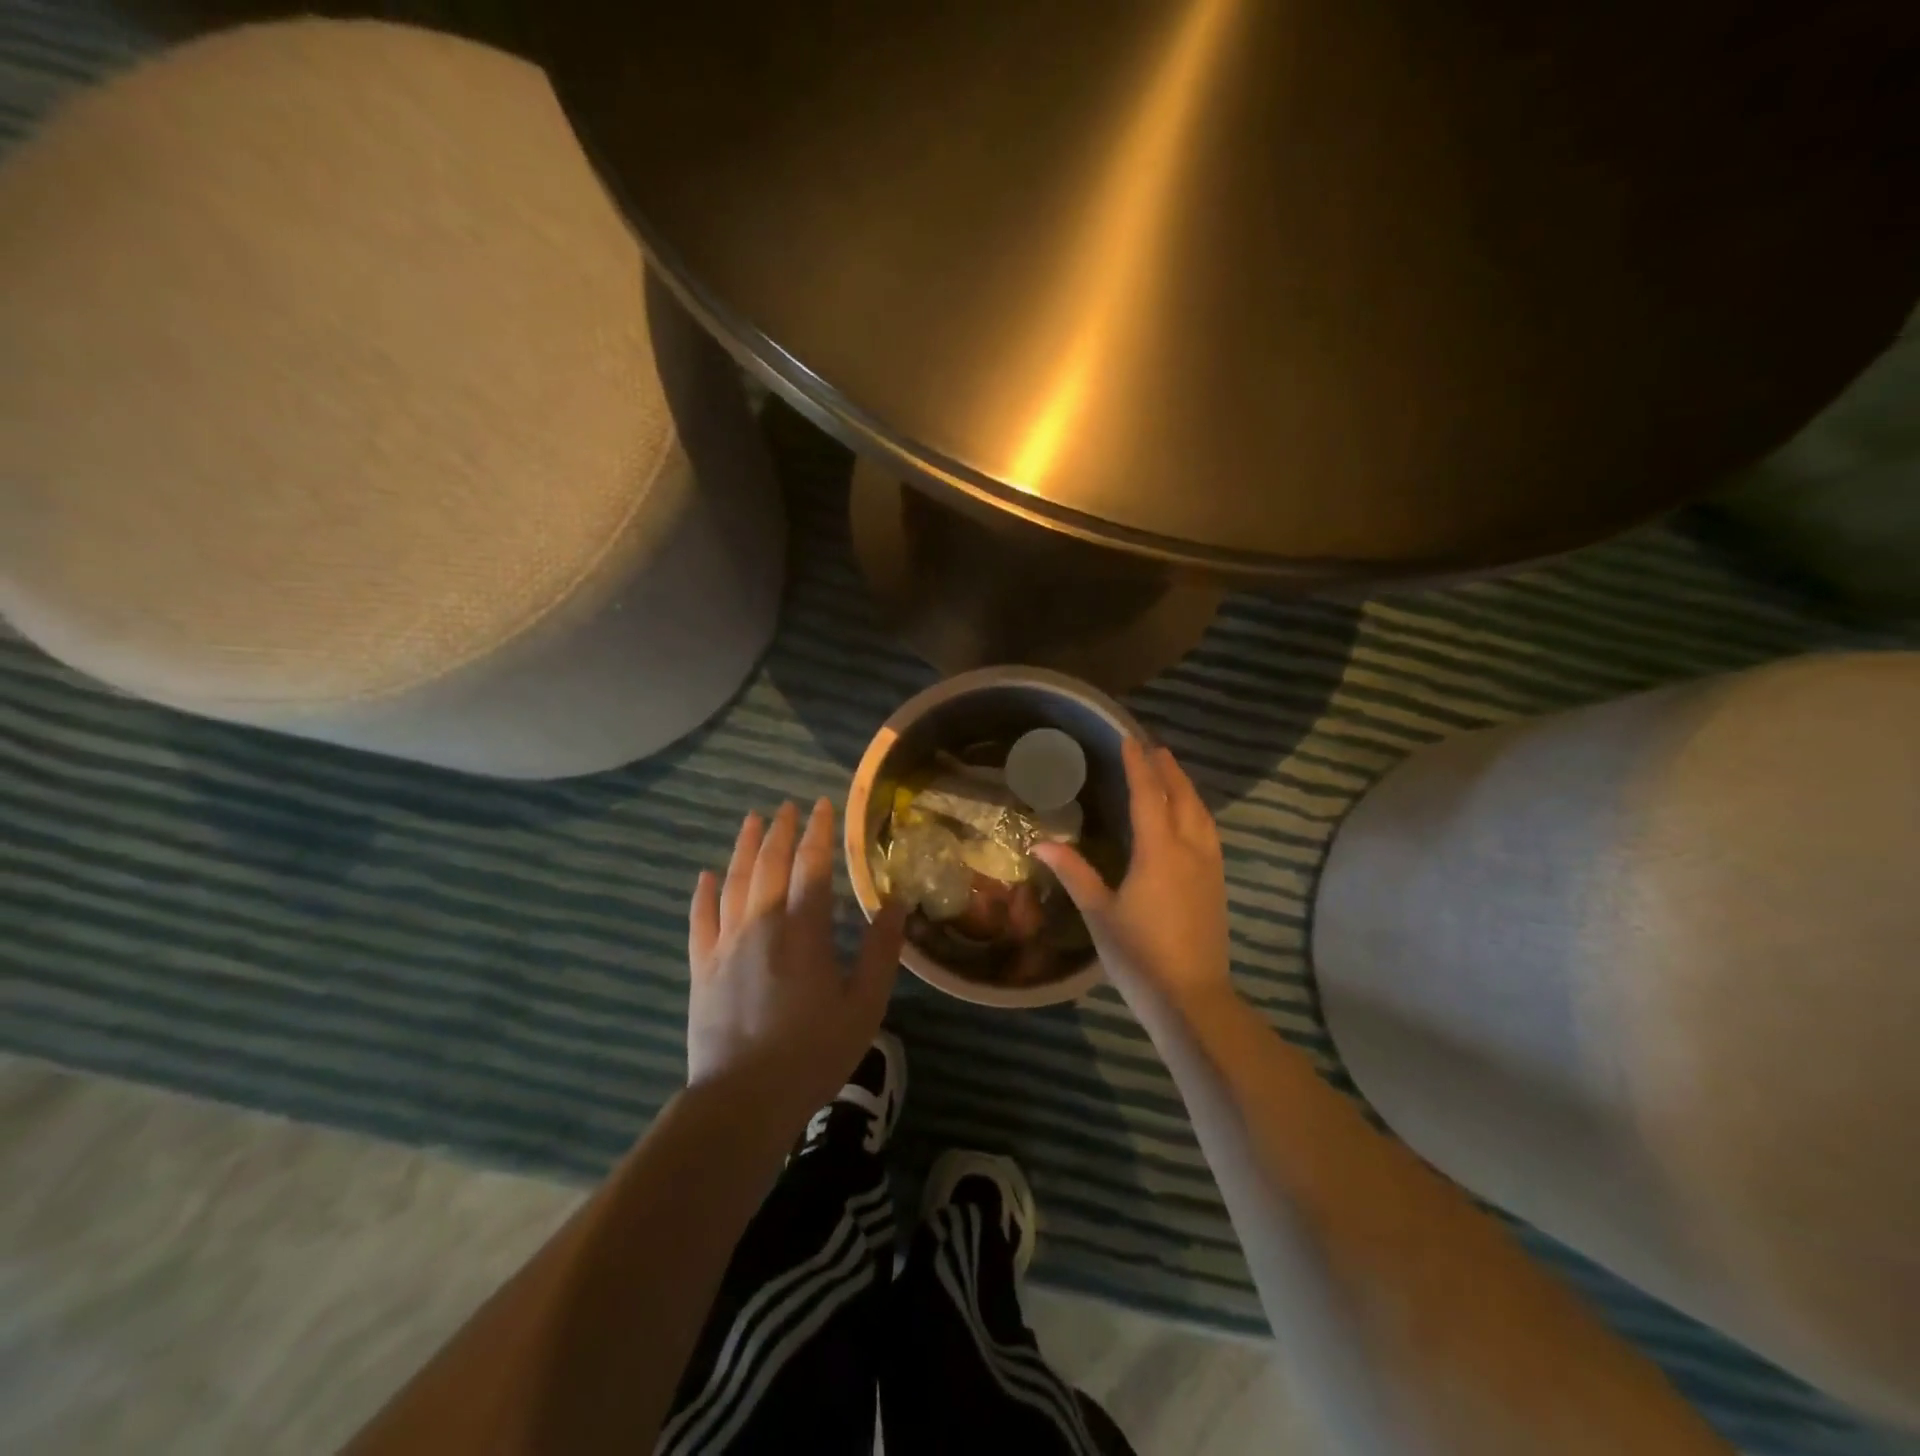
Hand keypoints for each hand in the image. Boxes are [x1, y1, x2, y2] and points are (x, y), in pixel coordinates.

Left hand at [687, 799, 907, 1119]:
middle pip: (769, 865)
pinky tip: (705, 875)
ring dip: (743, 848)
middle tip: (788, 806)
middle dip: (781, 831)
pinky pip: (700, 919)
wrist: (743, 1100)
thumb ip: (880, 952)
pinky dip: (703, 893)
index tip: (823, 806)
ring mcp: (726, 945)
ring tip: (752, 821)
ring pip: (733, 882)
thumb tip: (894, 904)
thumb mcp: (864, 1006)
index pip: (811, 866)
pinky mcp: (702, 968)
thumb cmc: (812, 1053)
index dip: (819, 833)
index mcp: (803, 931)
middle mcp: (761, 925)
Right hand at [1033, 738, 1234, 1017]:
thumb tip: (1039, 843)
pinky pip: (1209, 833)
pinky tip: (1190, 818)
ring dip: (1186, 788)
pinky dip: (1197, 812)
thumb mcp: (1099, 913)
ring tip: (1172, 773)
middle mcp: (1190, 850)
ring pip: (1202, 814)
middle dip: (1168, 770)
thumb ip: (1074, 873)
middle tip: (1153, 748)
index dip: (1138, 765)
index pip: (1148, 796)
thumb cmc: (1139, 955)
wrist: (1191, 997)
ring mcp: (1209, 868)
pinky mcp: (1217, 885)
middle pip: (1182, 798)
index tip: (1129, 739)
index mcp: (1159, 852)